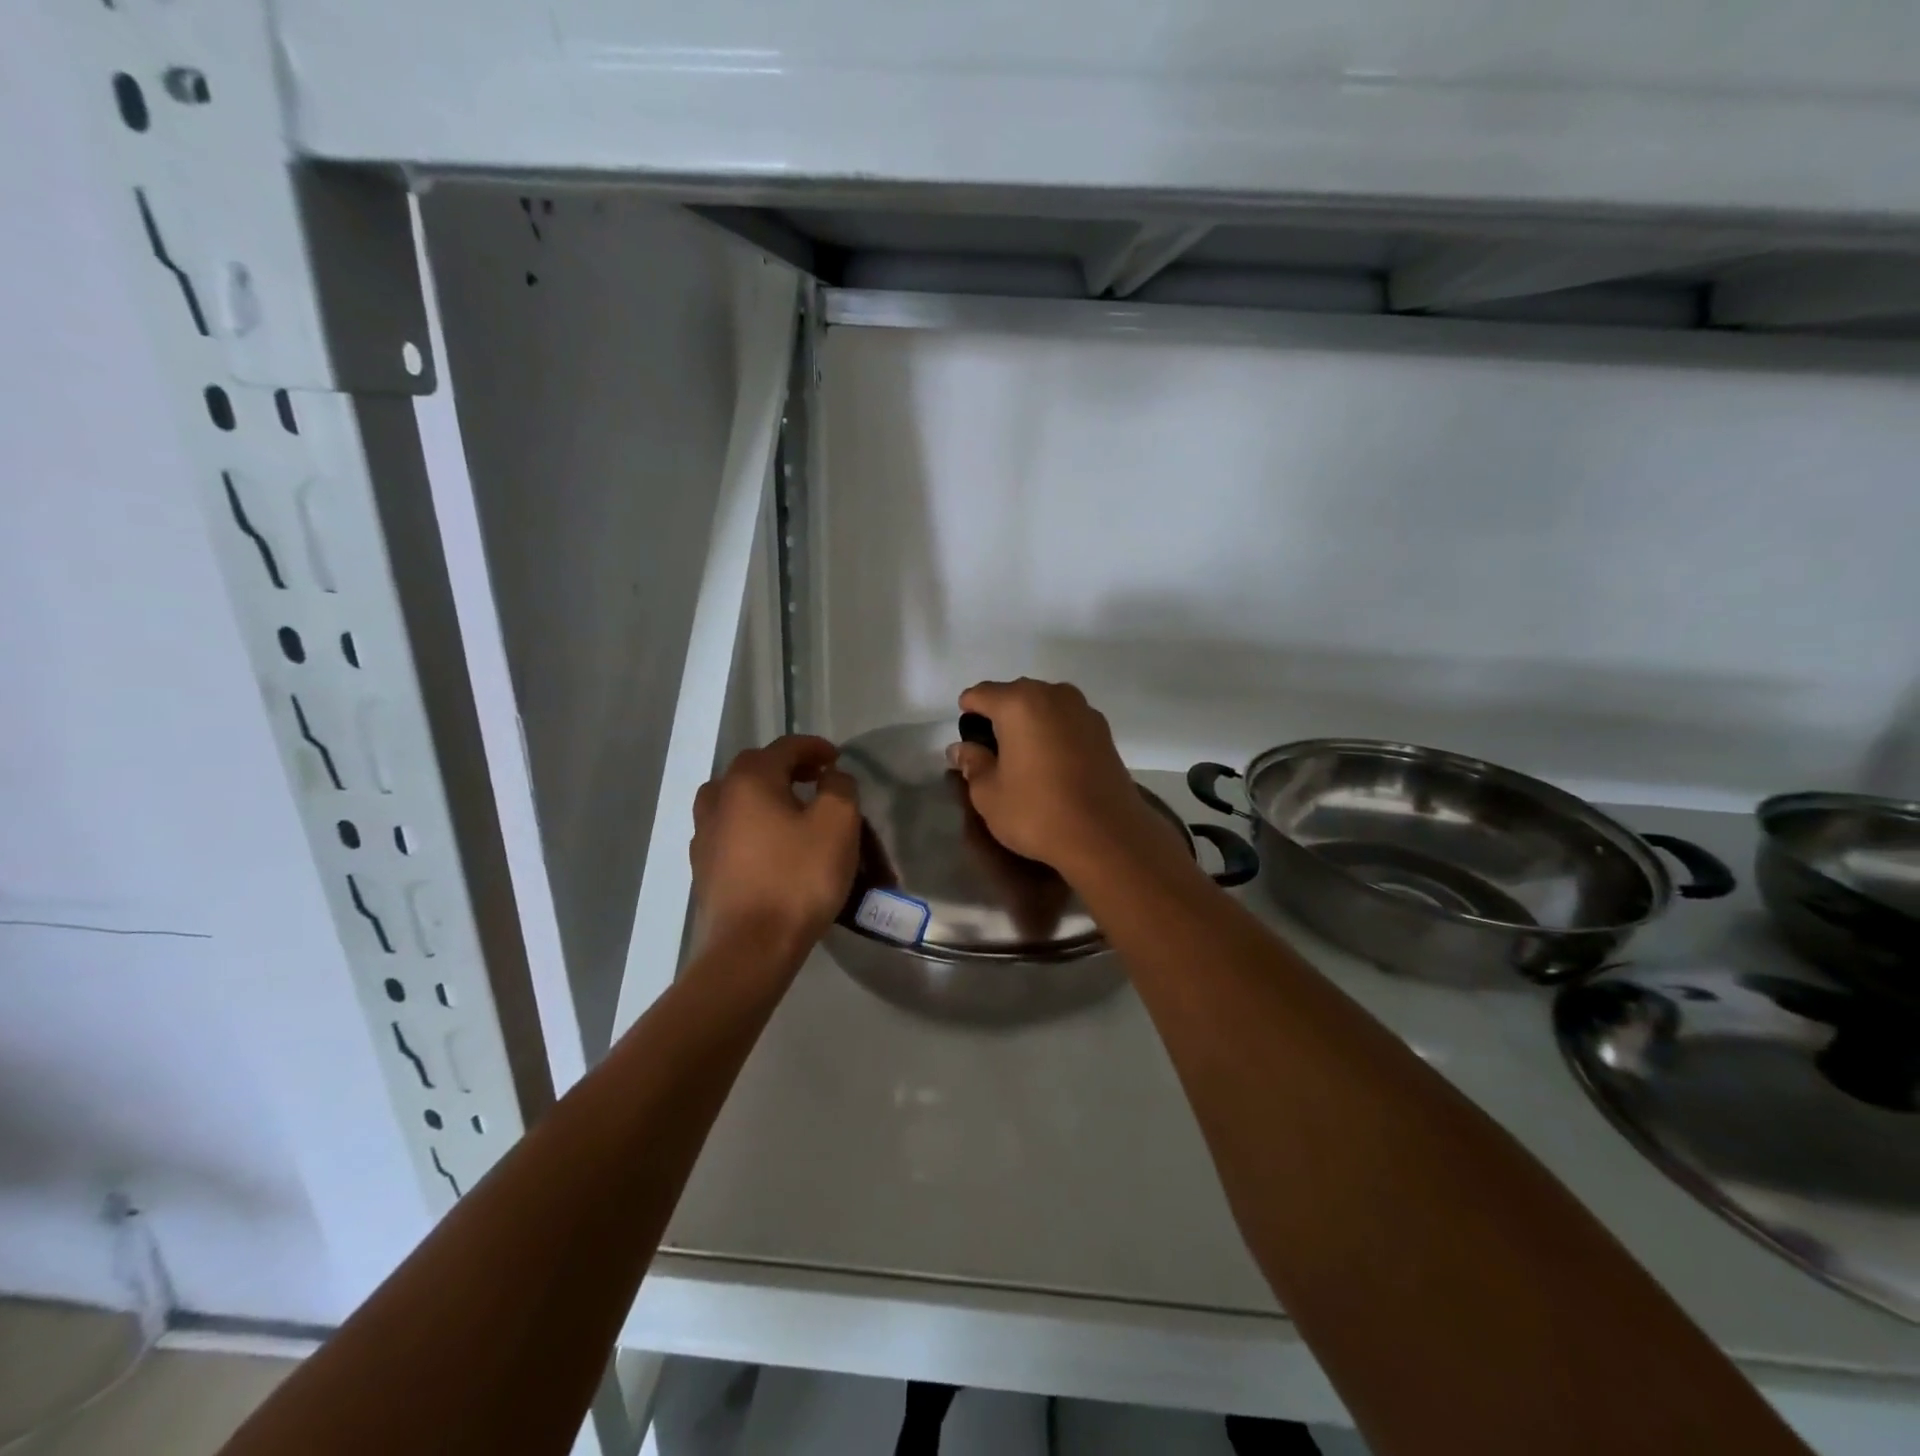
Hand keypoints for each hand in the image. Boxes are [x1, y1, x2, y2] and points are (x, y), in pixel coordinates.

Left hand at [690, 736, 860, 957]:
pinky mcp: (703, 867)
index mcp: (750, 780)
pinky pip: (728, 829)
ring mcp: (704, 835)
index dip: (814, 748)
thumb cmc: (799, 878)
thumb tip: (830, 777)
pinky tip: (768, 844)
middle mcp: (719, 799)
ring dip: (762, 794)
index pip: (784, 748)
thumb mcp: (838, 824)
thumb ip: (839, 787)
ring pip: (733, 798)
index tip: (837, 759)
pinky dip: (749, 824)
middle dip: (787, 767)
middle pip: (754, 768)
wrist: (751, 947)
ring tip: (788, 809)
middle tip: (816, 779)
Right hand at [946, 679, 1184, 881]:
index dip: (968, 713)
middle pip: (1015, 694)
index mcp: (1018, 703)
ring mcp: (1083, 710)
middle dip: (1000, 716)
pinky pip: (1067, 722)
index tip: (967, 740)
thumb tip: (960, 749)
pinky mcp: (1104, 731)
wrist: (1107, 836)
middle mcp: (1053, 695)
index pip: (981, 694)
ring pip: (1045, 705)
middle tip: (992, 753)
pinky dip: (1055, 734)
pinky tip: (1052, 764)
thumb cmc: (1038, 812)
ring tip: (1023, 758)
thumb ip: (973, 764)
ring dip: (1030, 723)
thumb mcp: (989, 794)